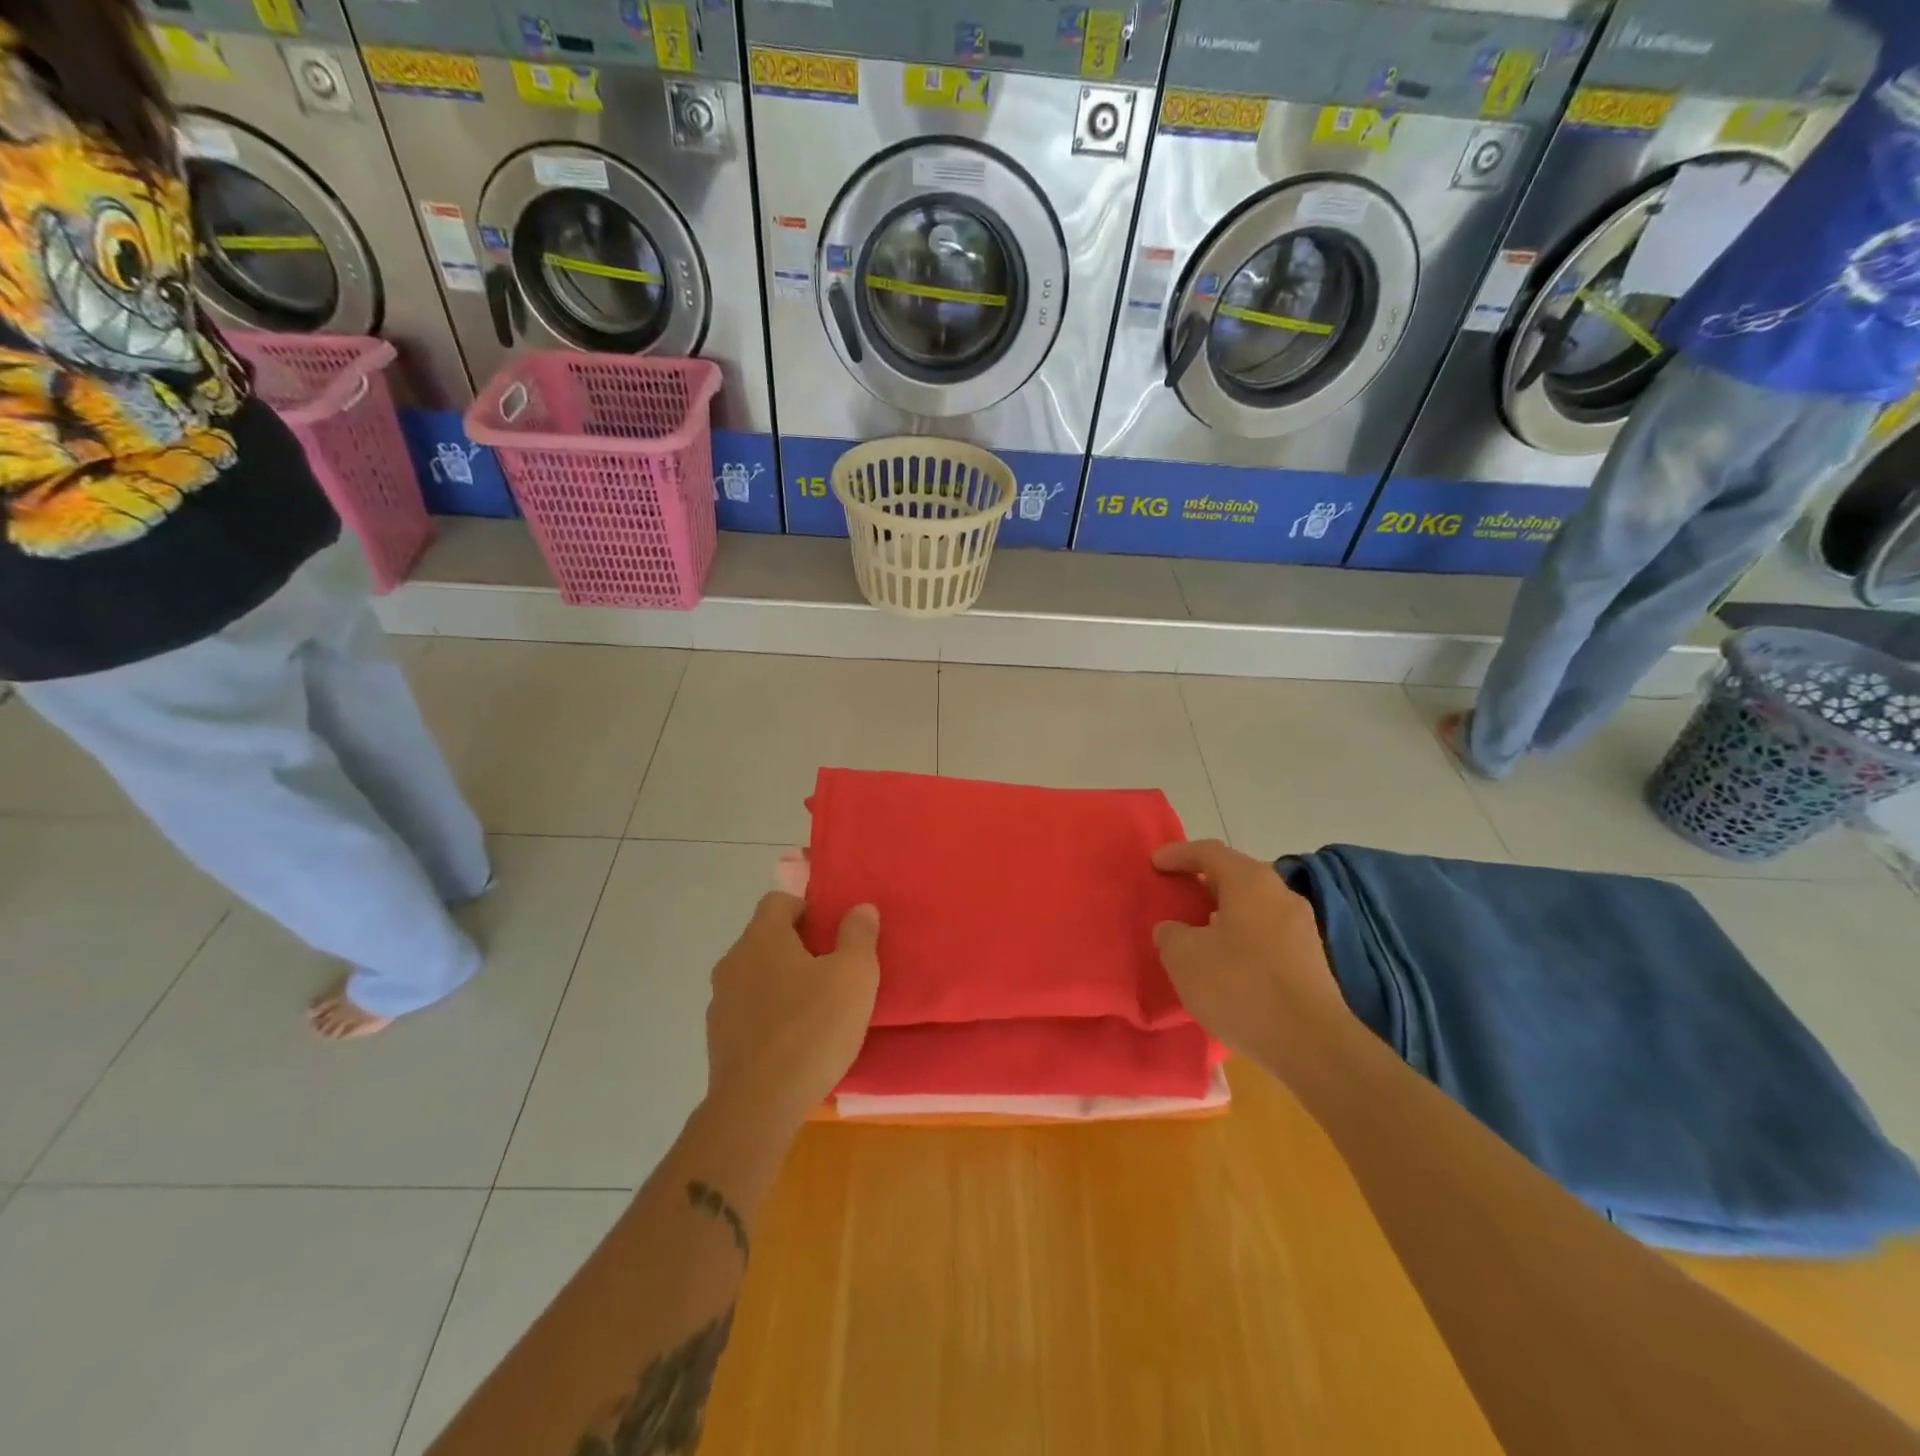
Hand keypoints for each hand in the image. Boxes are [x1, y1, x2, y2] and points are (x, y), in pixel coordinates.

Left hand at [706, 891, 880, 1127]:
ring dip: (782, 983)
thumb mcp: (854, 975)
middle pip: (766, 938)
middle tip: (833, 971)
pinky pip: (748, 1012)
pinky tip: (794, 1042)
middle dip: (798, 947)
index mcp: (762, 937)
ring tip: (816, 1009)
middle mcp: (733, 961)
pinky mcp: (718, 1040)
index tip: (833, 934)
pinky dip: (769, 1016)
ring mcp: (721, 1002)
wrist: (758, 1106)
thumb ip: (859, 935)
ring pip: (756, 976)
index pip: (779, 901)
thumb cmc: (812, 1028)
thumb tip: (860, 908)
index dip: (808, 909)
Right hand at [1151, 840, 1347, 1060]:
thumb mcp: (1184, 957)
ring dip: (1222, 914)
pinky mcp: (1310, 960)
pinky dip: (1240, 937)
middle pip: (1234, 877)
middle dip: (1202, 884)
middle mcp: (1281, 894)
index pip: (1209, 852)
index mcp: (1251, 882)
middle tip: (1175, 896)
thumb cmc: (1241, 987)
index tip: (1154, 864)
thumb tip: (1175, 930)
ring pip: (1252, 907)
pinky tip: (1224, 963)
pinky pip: (1265, 934)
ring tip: (1195, 933)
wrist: (1312, 1045)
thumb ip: (1171, 934)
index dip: (1178, 854)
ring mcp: (1301, 927)